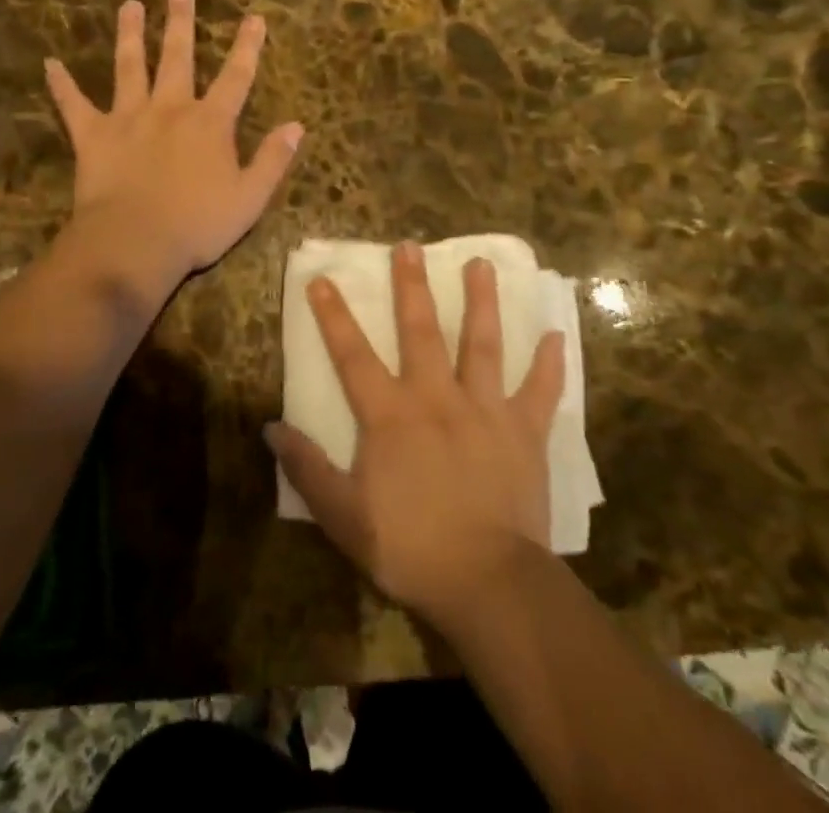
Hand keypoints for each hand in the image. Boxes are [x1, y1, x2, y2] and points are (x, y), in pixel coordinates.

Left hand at [45, 0, 304, 285]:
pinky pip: (74, 104)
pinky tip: (49, 63)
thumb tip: (296, 126)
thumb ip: (273, 159)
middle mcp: (170, 108)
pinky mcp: (94, 135)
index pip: (236, 77)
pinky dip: (61, 84)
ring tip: (129, 6)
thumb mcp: (250, 198)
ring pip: (130, 67)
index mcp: (210, 123)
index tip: (254, 17)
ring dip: (130, 35)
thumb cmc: (198, 224)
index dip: (247, 47)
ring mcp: (128, 117)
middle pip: (178, 57)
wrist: (135, 243)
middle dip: (182, 22)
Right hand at [267, 243, 565, 632]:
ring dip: (481, 302)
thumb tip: (271, 427)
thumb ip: (308, 469)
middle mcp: (437, 397)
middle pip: (421, 331)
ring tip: (481, 264)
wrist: (487, 583)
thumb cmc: (410, 548)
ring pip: (483, 344)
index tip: (322, 278)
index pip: (353, 355)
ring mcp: (485, 409)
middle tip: (410, 246)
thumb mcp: (344, 517)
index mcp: (391, 415)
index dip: (334, 316)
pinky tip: (557, 335)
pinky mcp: (524, 431)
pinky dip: (550, 364)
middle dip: (412, 286)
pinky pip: (540, 391)